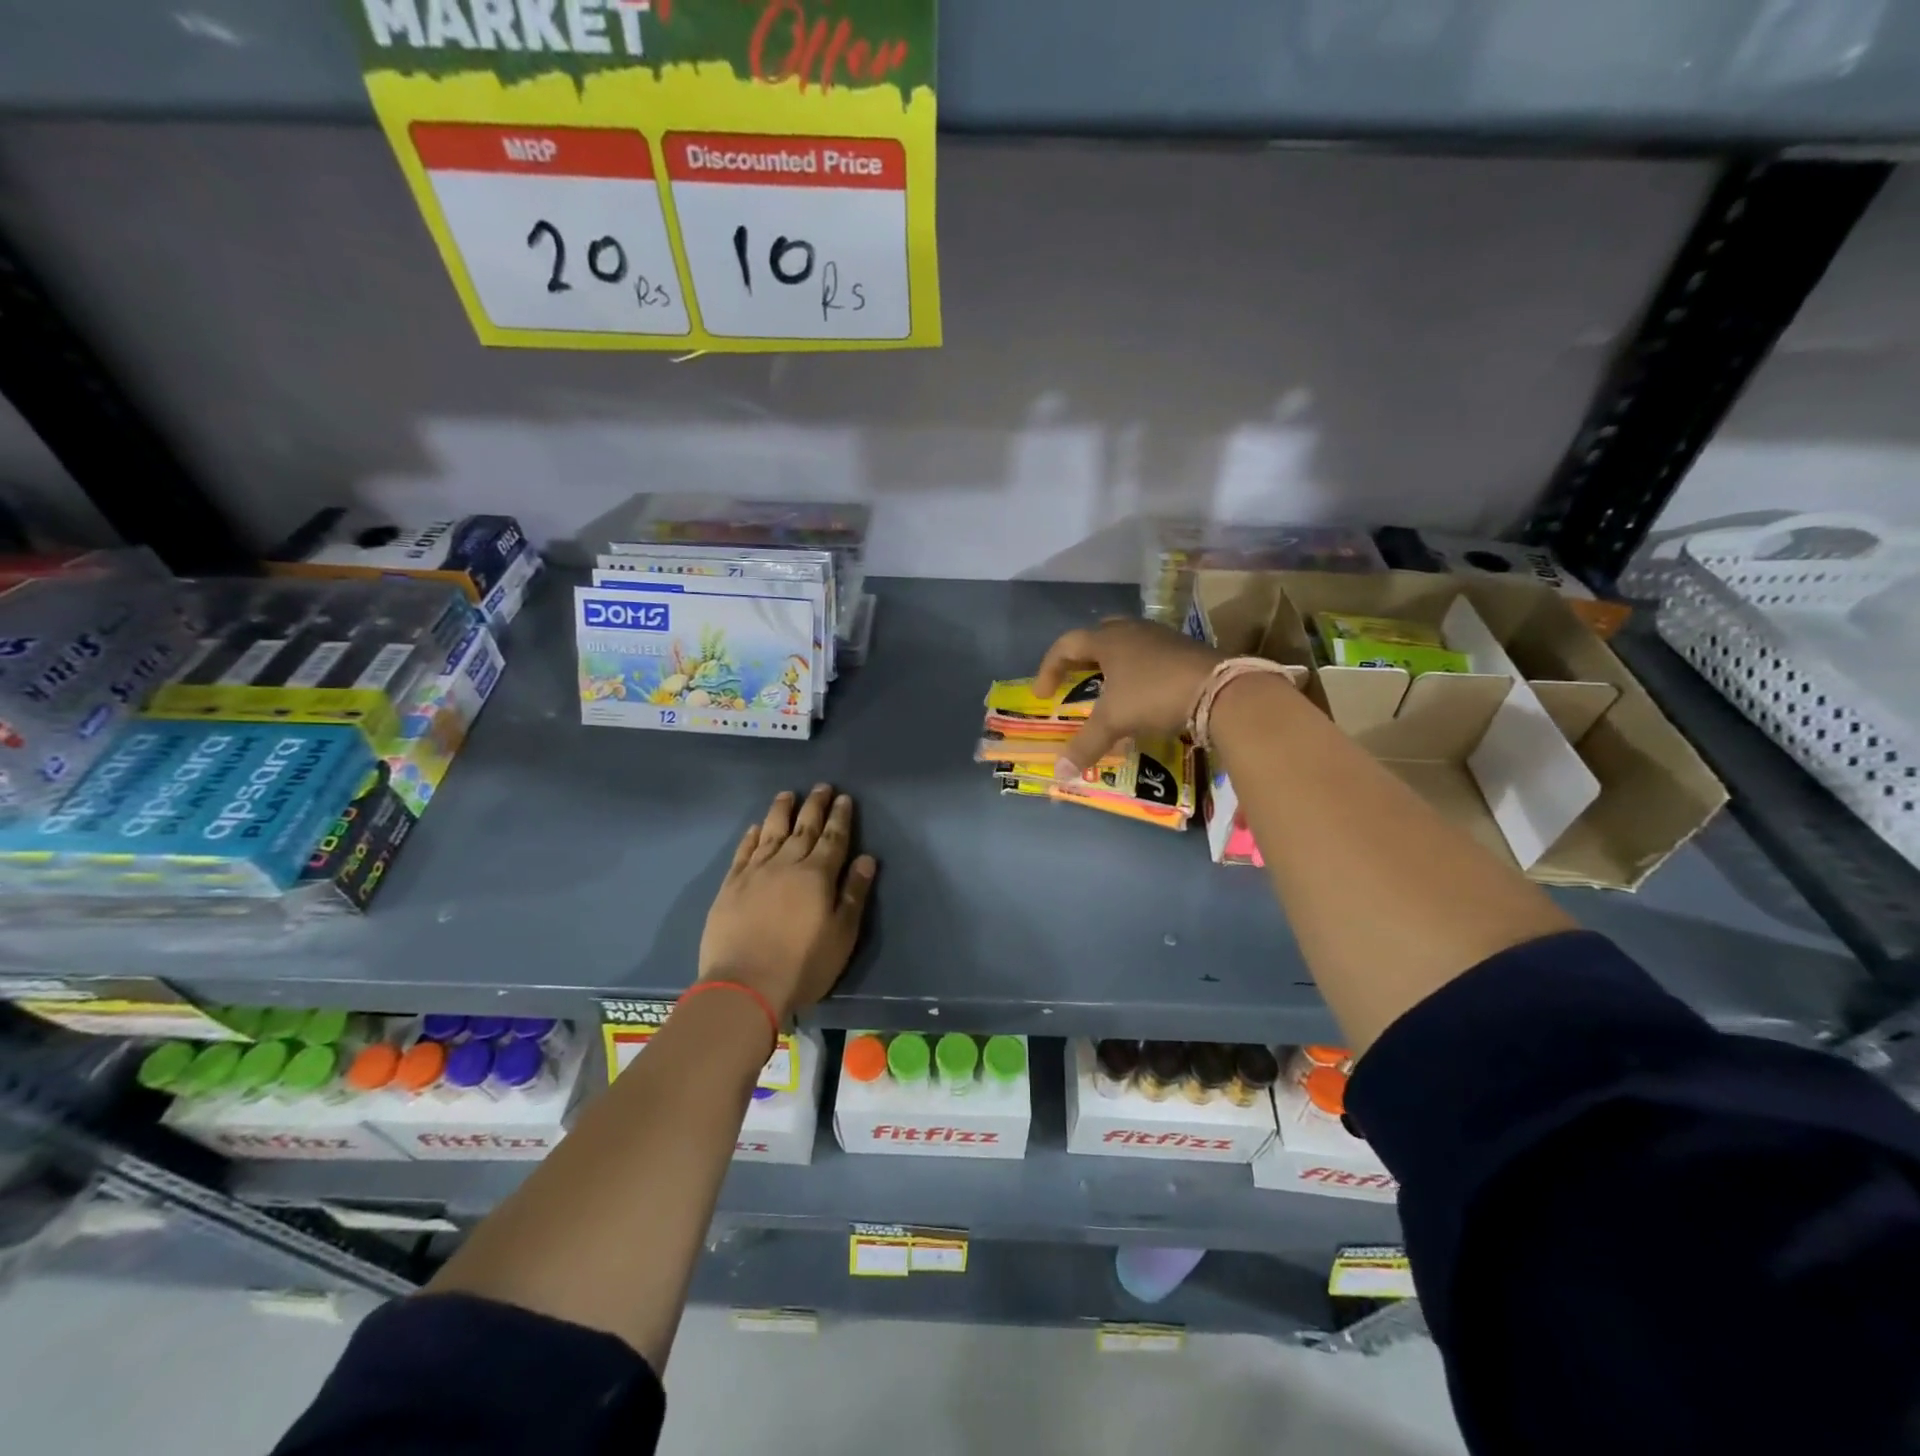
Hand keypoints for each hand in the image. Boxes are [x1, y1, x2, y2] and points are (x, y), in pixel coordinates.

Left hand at [699, 785, 876, 1021]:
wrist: (744, 986)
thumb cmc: (803, 964)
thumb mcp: (842, 934)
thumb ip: (854, 893)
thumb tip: (867, 859)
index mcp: (818, 875)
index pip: (833, 838)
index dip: (840, 817)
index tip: (844, 798)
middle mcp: (787, 864)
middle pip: (803, 828)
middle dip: (815, 806)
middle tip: (821, 787)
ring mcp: (755, 873)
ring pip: (771, 832)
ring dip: (781, 812)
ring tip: (787, 794)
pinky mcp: (730, 886)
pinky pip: (743, 852)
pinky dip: (751, 837)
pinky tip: (756, 828)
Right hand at [1035, 619, 1225, 773]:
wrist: (1220, 690)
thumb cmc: (1154, 695)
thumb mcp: (1114, 721)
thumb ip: (1085, 744)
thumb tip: (1059, 773)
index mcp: (1108, 640)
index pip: (1066, 644)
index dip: (1049, 668)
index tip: (1043, 695)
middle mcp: (1132, 631)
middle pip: (1097, 636)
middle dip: (1081, 658)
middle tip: (1074, 680)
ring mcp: (1161, 637)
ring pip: (1127, 644)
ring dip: (1111, 664)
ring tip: (1107, 689)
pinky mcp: (1184, 650)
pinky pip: (1149, 655)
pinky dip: (1136, 671)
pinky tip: (1141, 693)